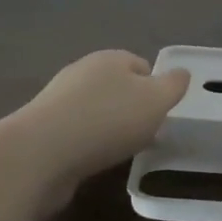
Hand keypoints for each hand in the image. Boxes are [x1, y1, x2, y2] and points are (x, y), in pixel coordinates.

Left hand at [19, 50, 191, 185]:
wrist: (41, 154)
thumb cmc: (107, 120)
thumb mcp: (156, 100)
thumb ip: (173, 85)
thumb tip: (181, 73)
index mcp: (110, 58)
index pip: (141, 65)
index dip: (156, 88)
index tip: (162, 115)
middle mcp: (82, 72)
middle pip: (117, 87)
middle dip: (132, 109)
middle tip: (145, 135)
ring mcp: (58, 100)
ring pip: (96, 110)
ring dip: (109, 128)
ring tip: (120, 152)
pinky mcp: (43, 130)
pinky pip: (76, 133)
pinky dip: (88, 145)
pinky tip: (93, 162)